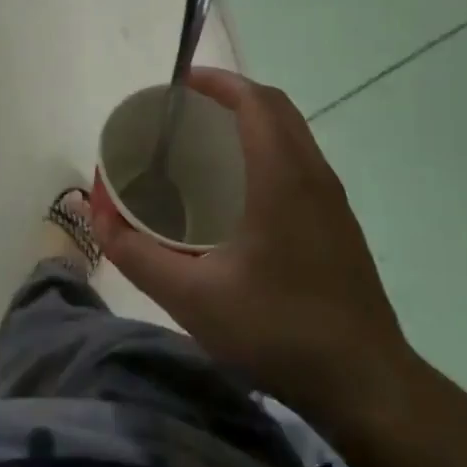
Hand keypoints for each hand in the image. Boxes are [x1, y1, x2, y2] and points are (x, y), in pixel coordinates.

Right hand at [97, 68, 419, 431]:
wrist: (366, 385)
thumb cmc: (277, 331)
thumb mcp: (191, 297)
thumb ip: (136, 253)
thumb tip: (99, 215)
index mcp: (281, 177)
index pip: (253, 101)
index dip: (216, 81)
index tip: (177, 84)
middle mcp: (313, 175)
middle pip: (275, 108)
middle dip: (230, 95)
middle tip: (184, 111)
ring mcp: (333, 200)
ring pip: (293, 134)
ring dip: (252, 121)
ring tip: (205, 142)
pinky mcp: (339, 224)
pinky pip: (301, 161)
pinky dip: (268, 149)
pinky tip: (239, 190)